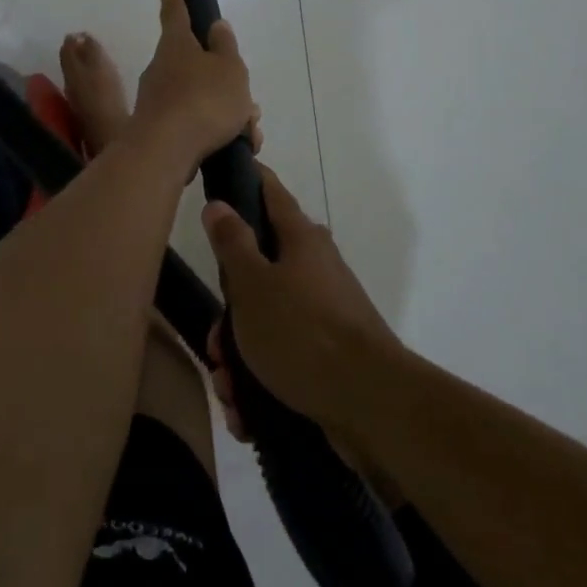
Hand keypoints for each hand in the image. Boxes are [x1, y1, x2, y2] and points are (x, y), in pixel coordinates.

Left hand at [124, 0, 254, 173]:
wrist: (166, 152)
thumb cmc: (203, 101)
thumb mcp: (229, 69)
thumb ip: (226, 47)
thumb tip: (217, 27)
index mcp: (177, 45)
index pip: (175, 12)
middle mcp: (162, 68)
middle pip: (199, 67)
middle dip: (226, 84)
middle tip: (249, 105)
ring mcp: (158, 100)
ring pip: (203, 99)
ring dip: (229, 114)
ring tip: (249, 133)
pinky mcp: (160, 130)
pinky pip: (196, 124)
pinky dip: (218, 133)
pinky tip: (237, 147)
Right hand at [202, 167, 401, 436]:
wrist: (370, 404)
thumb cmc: (302, 332)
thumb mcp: (252, 285)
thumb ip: (232, 243)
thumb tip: (220, 204)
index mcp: (301, 240)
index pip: (270, 192)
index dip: (248, 179)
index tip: (225, 174)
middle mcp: (315, 268)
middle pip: (259, 272)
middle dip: (229, 312)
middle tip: (216, 344)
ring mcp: (325, 312)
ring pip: (266, 322)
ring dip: (240, 356)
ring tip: (230, 390)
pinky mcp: (329, 354)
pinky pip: (283, 358)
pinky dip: (261, 381)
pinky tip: (247, 412)